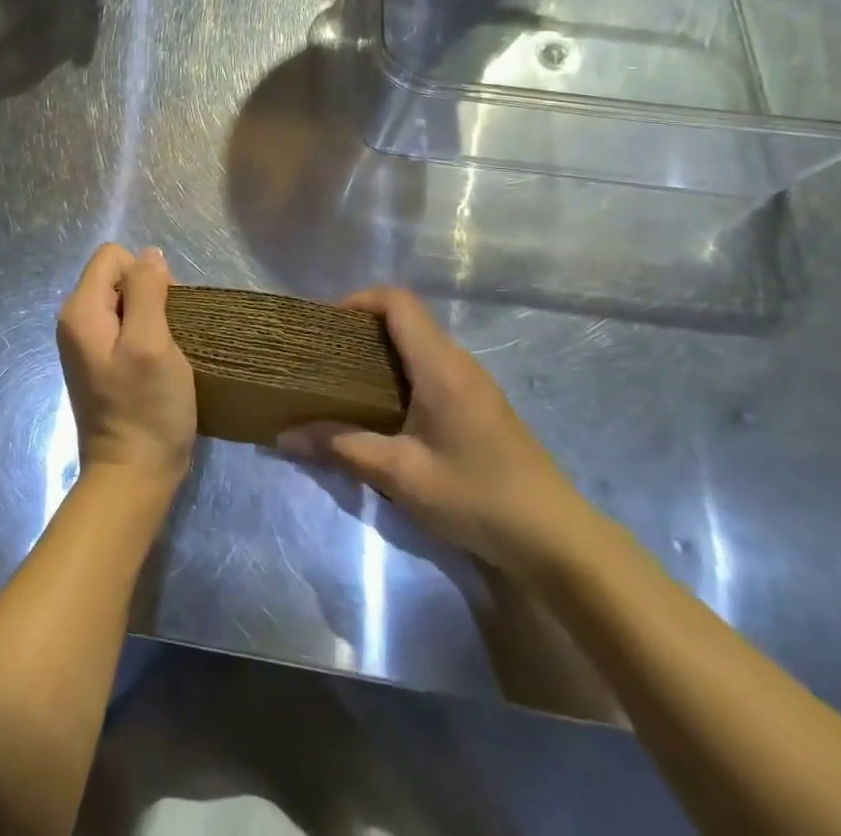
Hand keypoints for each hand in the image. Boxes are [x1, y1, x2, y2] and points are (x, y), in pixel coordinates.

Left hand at [56, 245, 197, 490]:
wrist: (132, 477)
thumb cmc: (146, 408)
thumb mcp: (151, 342)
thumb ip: (147, 291)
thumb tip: (149, 255)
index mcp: (80, 310)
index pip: (113, 256)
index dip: (144, 274)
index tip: (163, 312)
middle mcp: (75, 321)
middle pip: (117, 277)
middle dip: (149, 295)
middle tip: (168, 336)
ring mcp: (86, 344)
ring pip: (124, 303)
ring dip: (151, 318)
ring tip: (166, 352)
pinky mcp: (100, 363)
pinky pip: (124, 328)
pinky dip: (145, 337)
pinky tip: (157, 365)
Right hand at [279, 287, 587, 575]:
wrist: (556, 541)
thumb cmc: (476, 497)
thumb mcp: (401, 475)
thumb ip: (341, 447)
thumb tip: (283, 436)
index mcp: (440, 365)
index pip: (397, 301)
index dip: (358, 300)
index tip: (325, 327)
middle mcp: (458, 362)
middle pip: (404, 319)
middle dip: (360, 330)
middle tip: (323, 359)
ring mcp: (473, 383)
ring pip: (417, 346)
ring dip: (379, 355)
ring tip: (343, 384)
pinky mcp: (479, 406)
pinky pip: (431, 369)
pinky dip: (399, 375)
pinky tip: (382, 413)